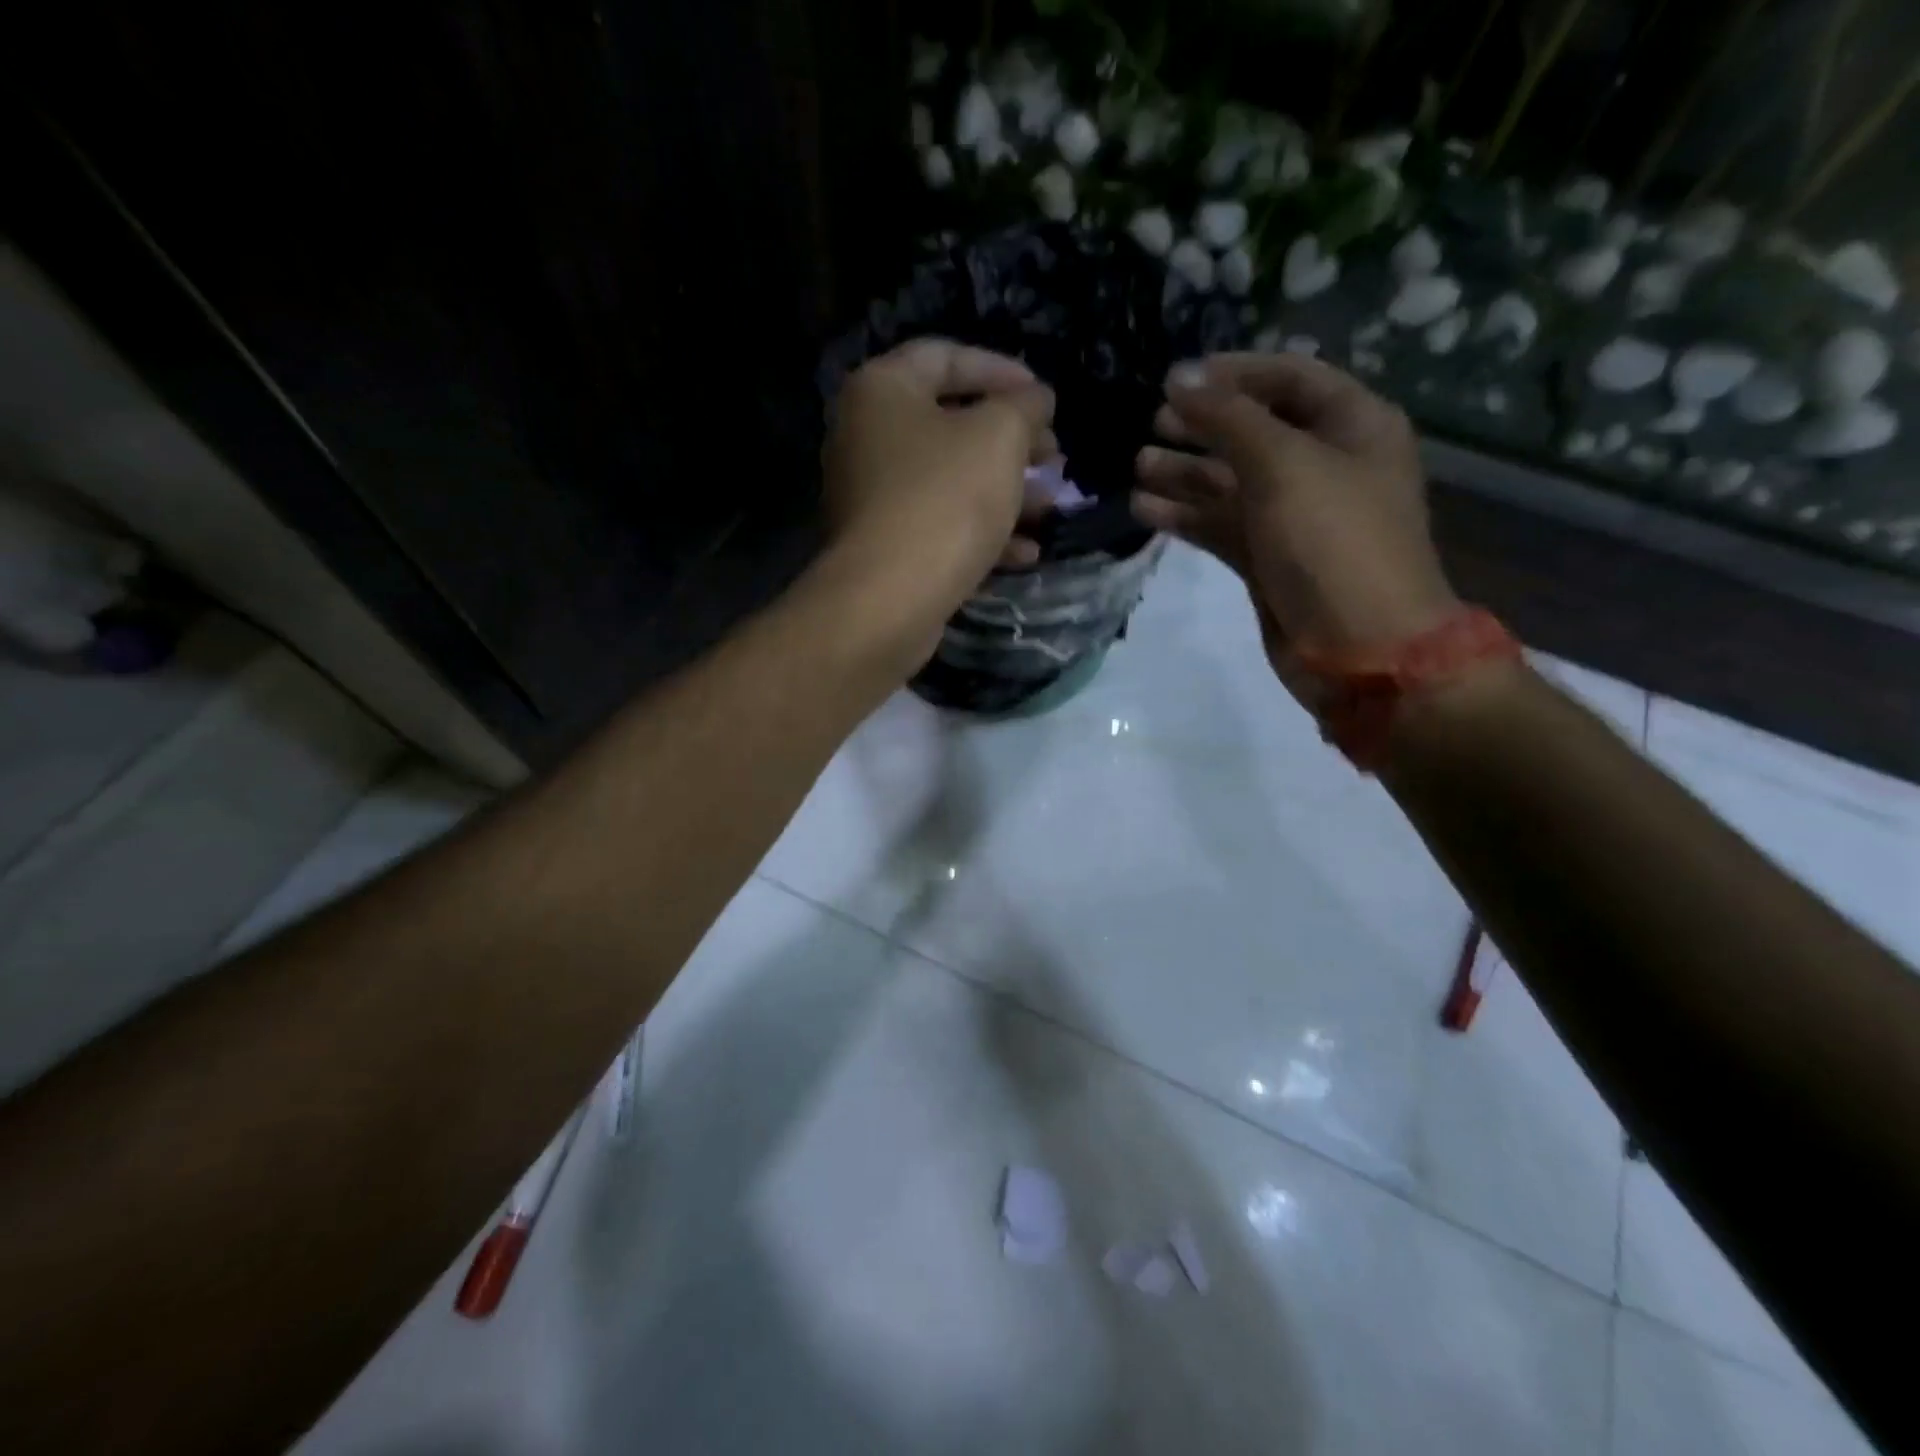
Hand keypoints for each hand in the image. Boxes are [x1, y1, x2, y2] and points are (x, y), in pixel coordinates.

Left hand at [819, 339, 1058, 661]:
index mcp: (882, 391)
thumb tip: (1036, 400)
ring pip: (950, 481)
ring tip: (1051, 506)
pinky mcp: (885, 548)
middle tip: (1054, 457)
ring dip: (1006, 491)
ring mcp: (873, 498)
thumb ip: (1024, 407)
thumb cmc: (943, 500)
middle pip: (950, 424)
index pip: (945, 356)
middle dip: (1012, 440)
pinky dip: (982, 533)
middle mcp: (866, 438)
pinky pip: (940, 526)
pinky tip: (1027, 552)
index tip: (1046, 397)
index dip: (1002, 369)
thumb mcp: (999, 437)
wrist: (887, 600)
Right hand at [1133, 354, 1459, 668]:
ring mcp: (1294, 516)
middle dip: (1202, 425)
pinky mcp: (1267, 558)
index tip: (1176, 379)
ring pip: (1231, 482)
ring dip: (1185, 472)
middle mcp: (1324, 464)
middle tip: (1152, 423)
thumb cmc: (1333, 542)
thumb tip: (1179, 378)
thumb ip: (1228, 418)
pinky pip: (1221, 525)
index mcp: (1352, 426)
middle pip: (1254, 431)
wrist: (1361, 648)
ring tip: (1137, 466)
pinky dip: (1186, 516)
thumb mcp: (1284, 465)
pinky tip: (1143, 509)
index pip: (1288, 379)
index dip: (1233, 374)